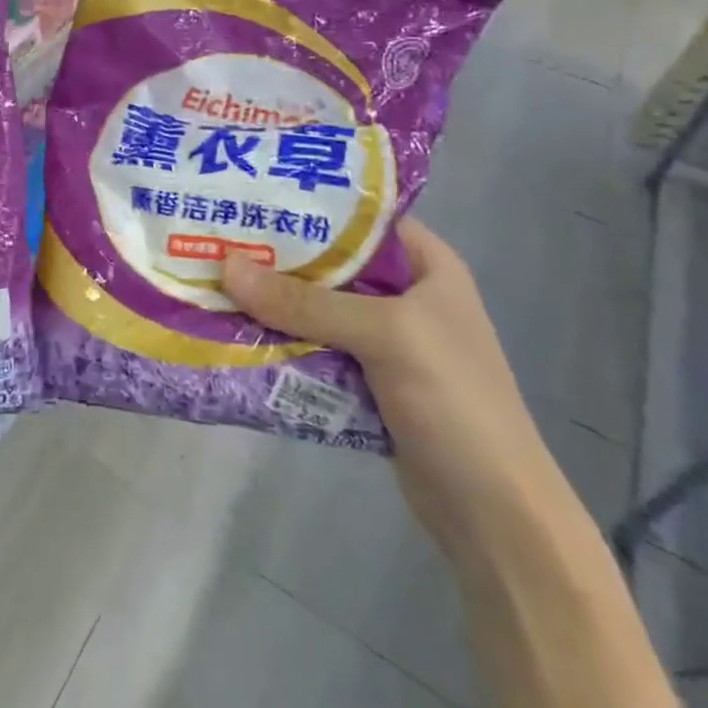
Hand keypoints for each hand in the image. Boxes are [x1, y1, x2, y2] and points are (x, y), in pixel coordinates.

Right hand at [223, 219, 577, 573]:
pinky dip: (280, 342)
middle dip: (276, 256)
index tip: (251, 192)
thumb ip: (306, 302)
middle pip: (328, 263)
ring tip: (212, 280)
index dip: (308, 202)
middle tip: (217, 238)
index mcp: (425, 265)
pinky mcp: (365, 380)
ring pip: (315, 308)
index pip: (360, 215)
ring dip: (271, 302)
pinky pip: (313, 347)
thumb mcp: (385, 336)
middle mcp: (403, 294)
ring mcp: (384, 340)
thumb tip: (226, 266)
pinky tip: (235, 331)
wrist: (494, 515)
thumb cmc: (455, 402)